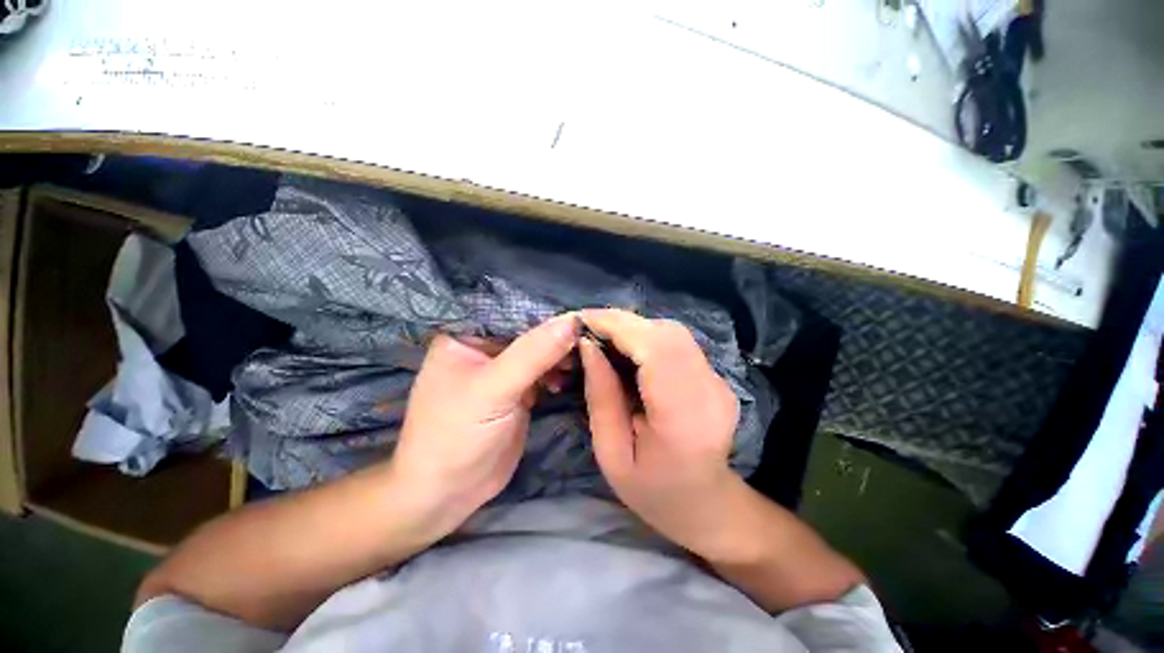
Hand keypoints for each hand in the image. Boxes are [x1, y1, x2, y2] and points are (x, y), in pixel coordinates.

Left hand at [391, 314, 578, 533]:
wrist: (448, 493)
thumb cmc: (457, 435)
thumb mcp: (494, 389)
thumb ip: (533, 353)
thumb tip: (572, 321)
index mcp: (465, 335)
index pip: (511, 311)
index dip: (544, 310)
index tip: (580, 313)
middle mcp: (484, 347)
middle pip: (528, 331)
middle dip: (556, 335)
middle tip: (587, 339)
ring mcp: (501, 370)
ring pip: (538, 351)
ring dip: (559, 355)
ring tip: (580, 360)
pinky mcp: (516, 391)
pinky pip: (542, 372)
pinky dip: (556, 373)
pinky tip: (565, 379)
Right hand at [578, 308, 743, 557]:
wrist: (707, 505)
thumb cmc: (653, 492)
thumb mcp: (611, 453)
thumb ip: (600, 396)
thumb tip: (588, 346)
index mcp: (683, 416)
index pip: (655, 349)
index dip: (618, 326)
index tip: (583, 320)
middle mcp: (709, 390)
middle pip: (666, 333)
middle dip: (622, 323)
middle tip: (589, 328)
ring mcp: (717, 380)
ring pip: (672, 332)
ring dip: (634, 328)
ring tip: (604, 338)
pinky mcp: (715, 375)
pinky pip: (677, 342)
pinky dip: (647, 336)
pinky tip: (628, 350)